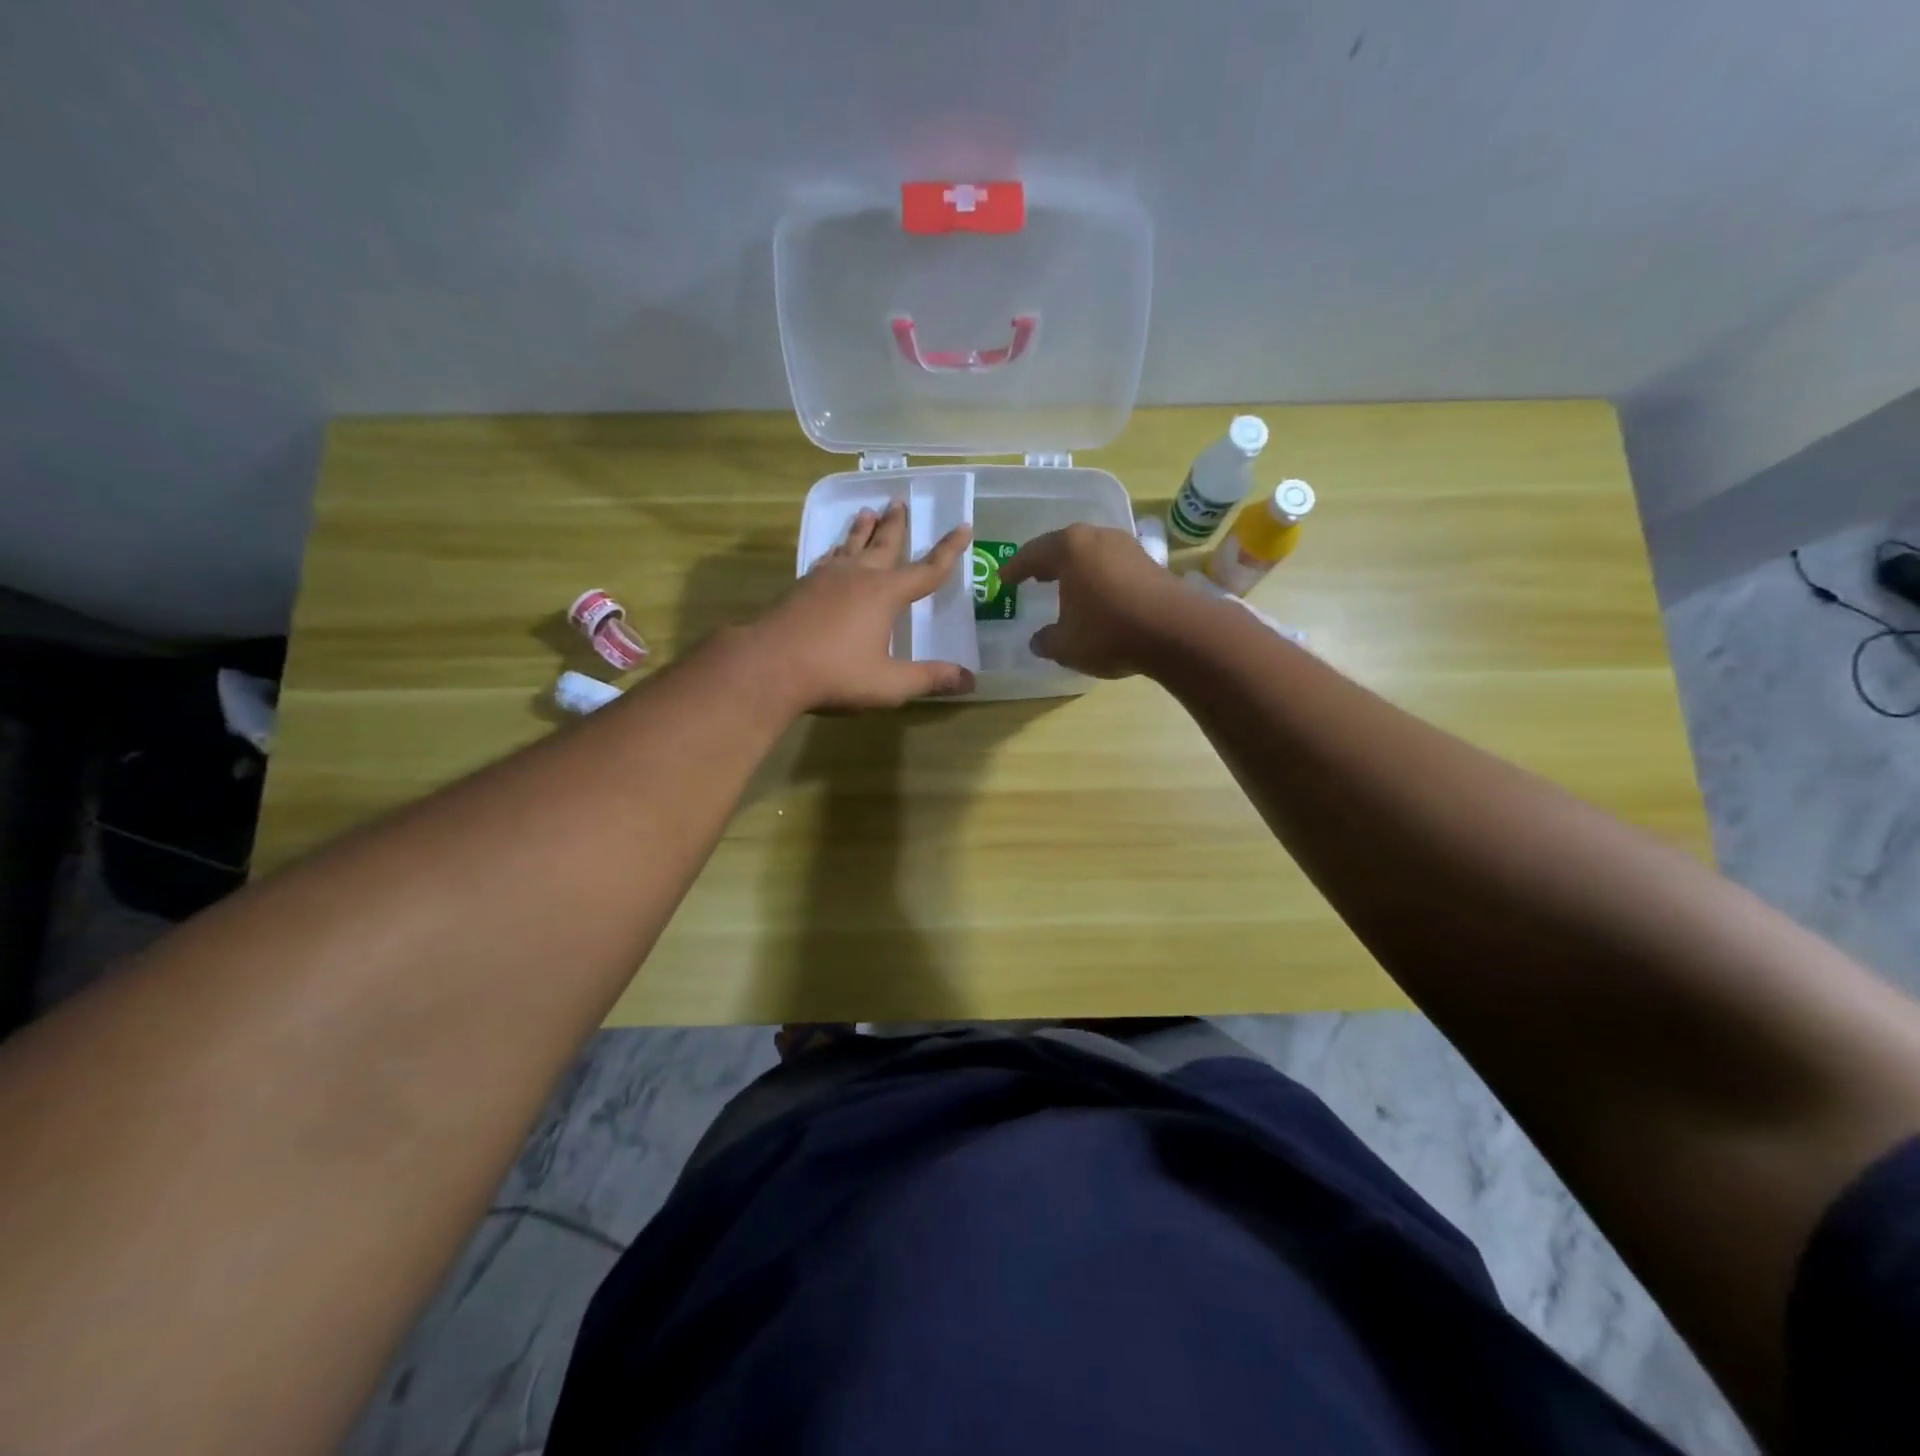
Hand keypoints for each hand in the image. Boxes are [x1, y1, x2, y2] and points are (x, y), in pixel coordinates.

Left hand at [755, 500, 974, 712]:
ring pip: (850, 545)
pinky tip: (832, 553)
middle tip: (900, 502)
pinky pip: (826, 559)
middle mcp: (858, 576)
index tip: (964, 527)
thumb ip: (930, 679)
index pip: (927, 570)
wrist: (767, 666)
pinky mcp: (801, 587)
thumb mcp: (890, 684)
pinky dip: (836, 550)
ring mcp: (826, 578)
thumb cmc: (835, 674)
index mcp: (886, 594)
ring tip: (867, 511)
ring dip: (861, 529)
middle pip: (884, 544)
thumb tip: (971, 680)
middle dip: (896, 525)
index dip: (949, 551)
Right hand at [1002, 524, 1183, 678]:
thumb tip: (1038, 641)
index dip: (1015, 569)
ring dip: (1076, 570)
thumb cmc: (1109, 631)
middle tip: (1032, 577)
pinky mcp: (1151, 563)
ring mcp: (1128, 547)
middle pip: (1064, 547)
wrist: (1176, 632)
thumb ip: (1046, 641)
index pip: (1032, 554)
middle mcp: (1098, 538)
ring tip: (1064, 586)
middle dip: (1046, 563)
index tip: (1003, 580)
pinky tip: (1097, 596)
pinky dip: (1099, 578)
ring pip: (1091, 554)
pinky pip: (1113, 566)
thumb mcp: (1066, 645)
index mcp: (1070, 548)